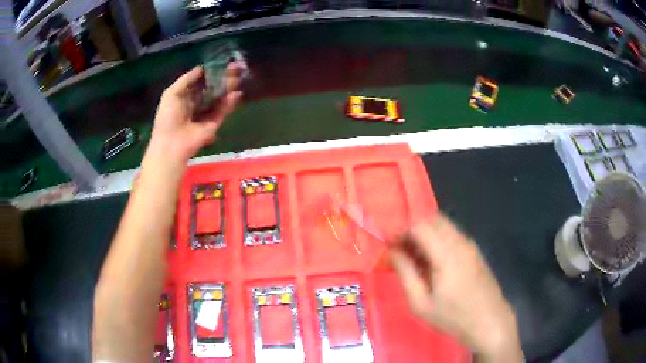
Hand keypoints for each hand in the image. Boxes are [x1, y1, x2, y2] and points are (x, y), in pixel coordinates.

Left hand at [149, 63, 243, 164]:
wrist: (172, 143)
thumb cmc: (168, 117)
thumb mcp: (171, 93)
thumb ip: (186, 79)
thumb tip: (201, 67)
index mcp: (186, 96)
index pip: (201, 82)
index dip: (210, 72)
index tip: (220, 63)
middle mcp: (197, 103)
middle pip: (212, 87)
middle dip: (222, 77)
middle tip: (234, 66)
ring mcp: (206, 113)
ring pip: (220, 97)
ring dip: (228, 87)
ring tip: (237, 75)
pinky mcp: (214, 123)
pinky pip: (223, 110)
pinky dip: (230, 102)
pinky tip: (236, 93)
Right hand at [389, 214, 522, 361]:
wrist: (490, 322)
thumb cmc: (453, 317)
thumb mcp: (421, 303)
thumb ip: (405, 273)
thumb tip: (392, 251)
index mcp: (447, 254)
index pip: (420, 225)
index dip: (400, 229)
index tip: (387, 244)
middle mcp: (460, 241)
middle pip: (431, 219)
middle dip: (411, 228)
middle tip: (399, 250)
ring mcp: (470, 244)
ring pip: (442, 225)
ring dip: (424, 233)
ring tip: (413, 257)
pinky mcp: (474, 250)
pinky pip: (451, 234)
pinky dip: (436, 239)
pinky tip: (431, 261)